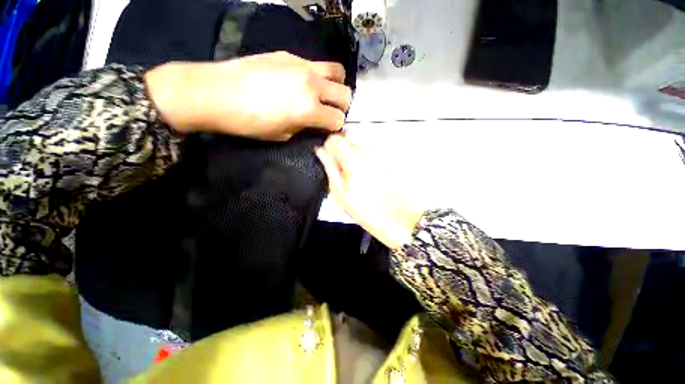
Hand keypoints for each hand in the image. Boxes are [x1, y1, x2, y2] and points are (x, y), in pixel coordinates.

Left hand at [145, 51, 351, 139]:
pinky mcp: (289, 55)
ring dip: (336, 85)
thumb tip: (317, 123)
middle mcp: (312, 85)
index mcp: (309, 109)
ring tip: (326, 92)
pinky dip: (319, 75)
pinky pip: (316, 63)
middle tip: (332, 111)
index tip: (330, 128)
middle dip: (342, 106)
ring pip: (337, 71)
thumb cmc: (249, 122)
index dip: (336, 127)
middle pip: (345, 94)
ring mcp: (302, 65)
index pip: (338, 119)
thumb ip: (306, 127)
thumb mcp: (283, 135)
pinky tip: (305, 82)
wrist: (216, 93)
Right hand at [315, 134, 423, 249]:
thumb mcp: (340, 193)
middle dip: (342, 149)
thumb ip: (329, 168)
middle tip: (343, 169)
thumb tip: (321, 152)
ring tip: (358, 174)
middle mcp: (369, 150)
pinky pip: (372, 151)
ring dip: (355, 153)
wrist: (397, 218)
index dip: (328, 148)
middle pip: (348, 137)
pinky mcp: (390, 158)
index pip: (334, 139)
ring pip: (361, 143)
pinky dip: (367, 157)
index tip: (329, 159)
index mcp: (353, 158)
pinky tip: (369, 175)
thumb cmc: (368, 210)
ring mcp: (381, 153)